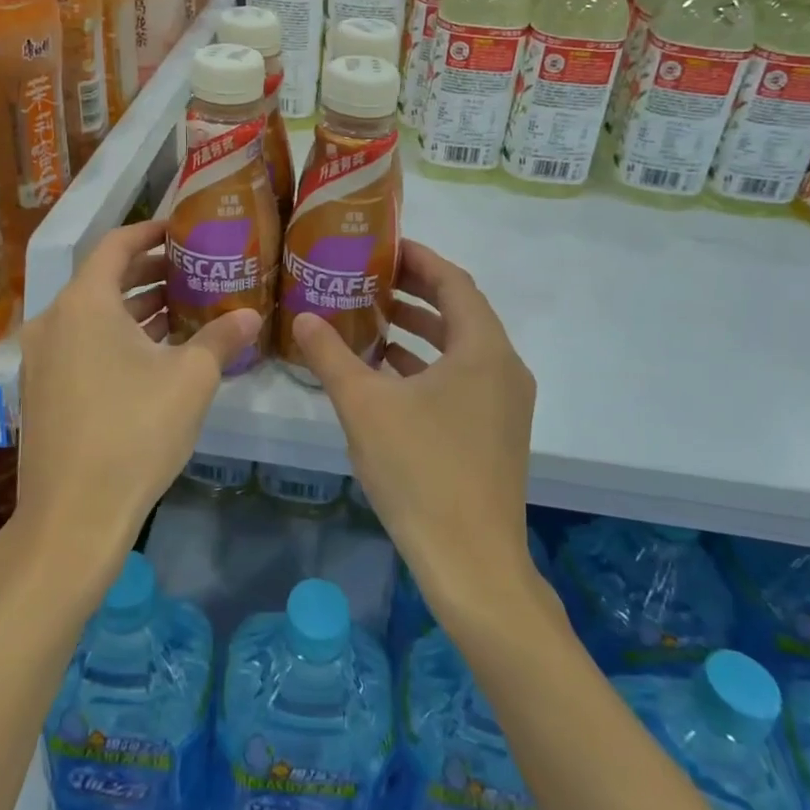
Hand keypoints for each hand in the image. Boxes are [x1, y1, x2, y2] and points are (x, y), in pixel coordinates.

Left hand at [15, 220, 259, 574]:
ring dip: (134, 308)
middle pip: (104, 279)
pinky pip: (81, 344)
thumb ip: (221, 337)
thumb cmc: (134, 433)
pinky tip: (152, 355)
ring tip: (180, 309)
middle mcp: (53, 320)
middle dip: (149, 272)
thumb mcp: (191, 380)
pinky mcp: (41, 390)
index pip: (117, 245)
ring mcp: (41, 358)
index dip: (151, 231)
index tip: (181, 229)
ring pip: (92, 315)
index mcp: (85, 303)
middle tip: (192, 271)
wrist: (72, 517)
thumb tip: (251, 315)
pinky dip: (115, 337)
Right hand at [291, 241, 537, 595]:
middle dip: (416, 292)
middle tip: (369, 279)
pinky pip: (463, 379)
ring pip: (461, 348)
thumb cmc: (420, 471)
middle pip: (460, 311)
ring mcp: (505, 404)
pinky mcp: (497, 433)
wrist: (471, 563)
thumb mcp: (364, 406)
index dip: (419, 259)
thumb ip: (331, 355)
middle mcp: (504, 368)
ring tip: (374, 319)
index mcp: (483, 349)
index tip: (383, 246)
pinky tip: (388, 373)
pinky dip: (429, 366)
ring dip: (420, 330)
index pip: (454, 282)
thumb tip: (304, 317)